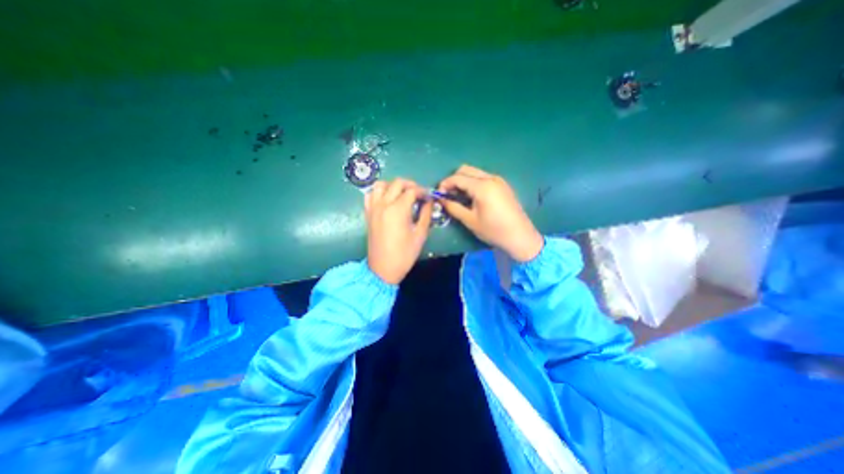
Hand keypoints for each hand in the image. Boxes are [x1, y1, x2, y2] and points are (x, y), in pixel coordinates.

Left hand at [365, 176, 430, 280]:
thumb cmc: (404, 254)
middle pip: (397, 183)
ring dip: (393, 186)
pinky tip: (387, 200)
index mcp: (398, 209)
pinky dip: (379, 192)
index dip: (423, 191)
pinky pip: (370, 195)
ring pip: (381, 185)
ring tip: (402, 194)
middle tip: (418, 194)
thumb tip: (429, 202)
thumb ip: (426, 214)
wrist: (383, 268)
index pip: (412, 191)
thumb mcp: (420, 234)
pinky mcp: (368, 214)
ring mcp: (373, 208)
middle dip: (410, 185)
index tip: (429, 197)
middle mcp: (384, 204)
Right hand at [439, 164, 543, 262]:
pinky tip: (472, 197)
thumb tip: (441, 200)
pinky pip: (483, 178)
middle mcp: (490, 178)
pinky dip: (473, 183)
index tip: (439, 195)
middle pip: (465, 170)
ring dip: (464, 181)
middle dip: (453, 180)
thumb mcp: (470, 220)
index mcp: (482, 186)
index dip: (445, 184)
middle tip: (448, 195)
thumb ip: (453, 207)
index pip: (457, 178)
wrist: (520, 236)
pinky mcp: (503, 185)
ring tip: (458, 197)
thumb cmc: (493, 230)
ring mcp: (498, 180)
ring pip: (475, 173)